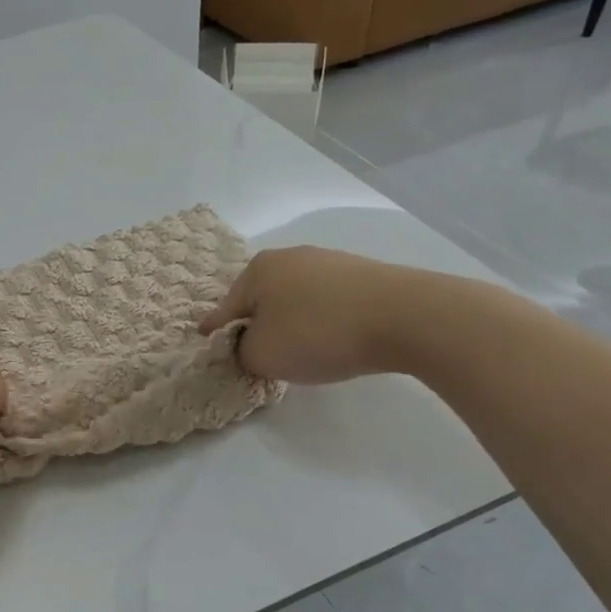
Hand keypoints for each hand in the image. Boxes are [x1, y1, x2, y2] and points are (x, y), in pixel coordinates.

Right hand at [198, 246, 430, 383]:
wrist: (405, 316)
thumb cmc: (317, 333)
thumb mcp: (262, 355)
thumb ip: (242, 352)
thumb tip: (250, 345)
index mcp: (258, 270)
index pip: (226, 307)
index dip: (215, 329)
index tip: (205, 339)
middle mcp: (289, 256)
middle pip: (261, 298)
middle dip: (256, 323)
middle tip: (256, 351)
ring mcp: (329, 261)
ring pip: (295, 298)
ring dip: (291, 321)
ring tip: (300, 349)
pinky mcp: (363, 274)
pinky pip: (327, 301)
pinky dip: (321, 319)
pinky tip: (332, 338)